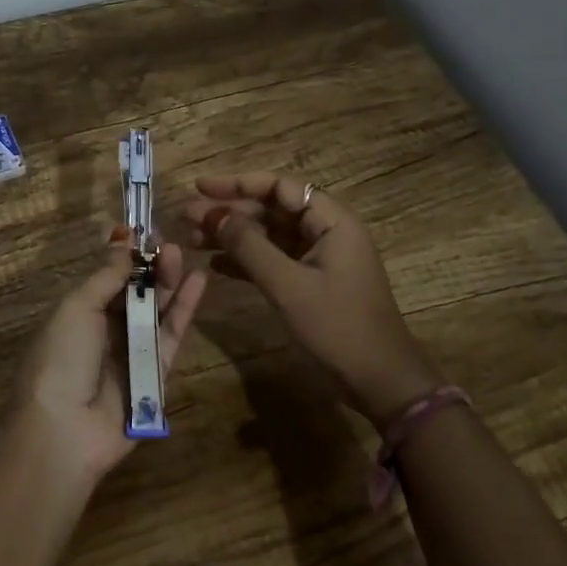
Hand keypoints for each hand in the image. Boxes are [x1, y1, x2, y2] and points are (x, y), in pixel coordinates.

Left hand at [9, 228, 206, 482]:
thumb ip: (106, 277)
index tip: (146, 233)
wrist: (65, 429)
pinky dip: (185, 310)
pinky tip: (198, 282)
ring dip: (168, 283)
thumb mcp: (77, 307)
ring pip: (155, 312)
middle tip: (169, 244)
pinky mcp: (156, 375)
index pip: (107, 279)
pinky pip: (172, 336)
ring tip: (182, 255)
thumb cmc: (62, 357)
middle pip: (134, 294)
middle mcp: (104, 332)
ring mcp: (131, 353)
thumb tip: (124, 244)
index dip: (126, 258)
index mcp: (78, 314)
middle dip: (150, 268)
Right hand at [176, 173, 441, 428]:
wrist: (380, 381)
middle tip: (186, 219)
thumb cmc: (338, 326)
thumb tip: (213, 213)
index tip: (200, 188)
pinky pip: (273, 260)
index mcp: (331, 221)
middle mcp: (326, 231)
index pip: (279, 187)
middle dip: (229, 213)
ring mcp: (319, 258)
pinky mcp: (312, 282)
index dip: (237, 184)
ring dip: (232, 236)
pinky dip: (245, 260)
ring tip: (191, 239)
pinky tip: (214, 264)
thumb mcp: (288, 284)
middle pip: (271, 210)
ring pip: (268, 235)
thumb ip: (248, 246)